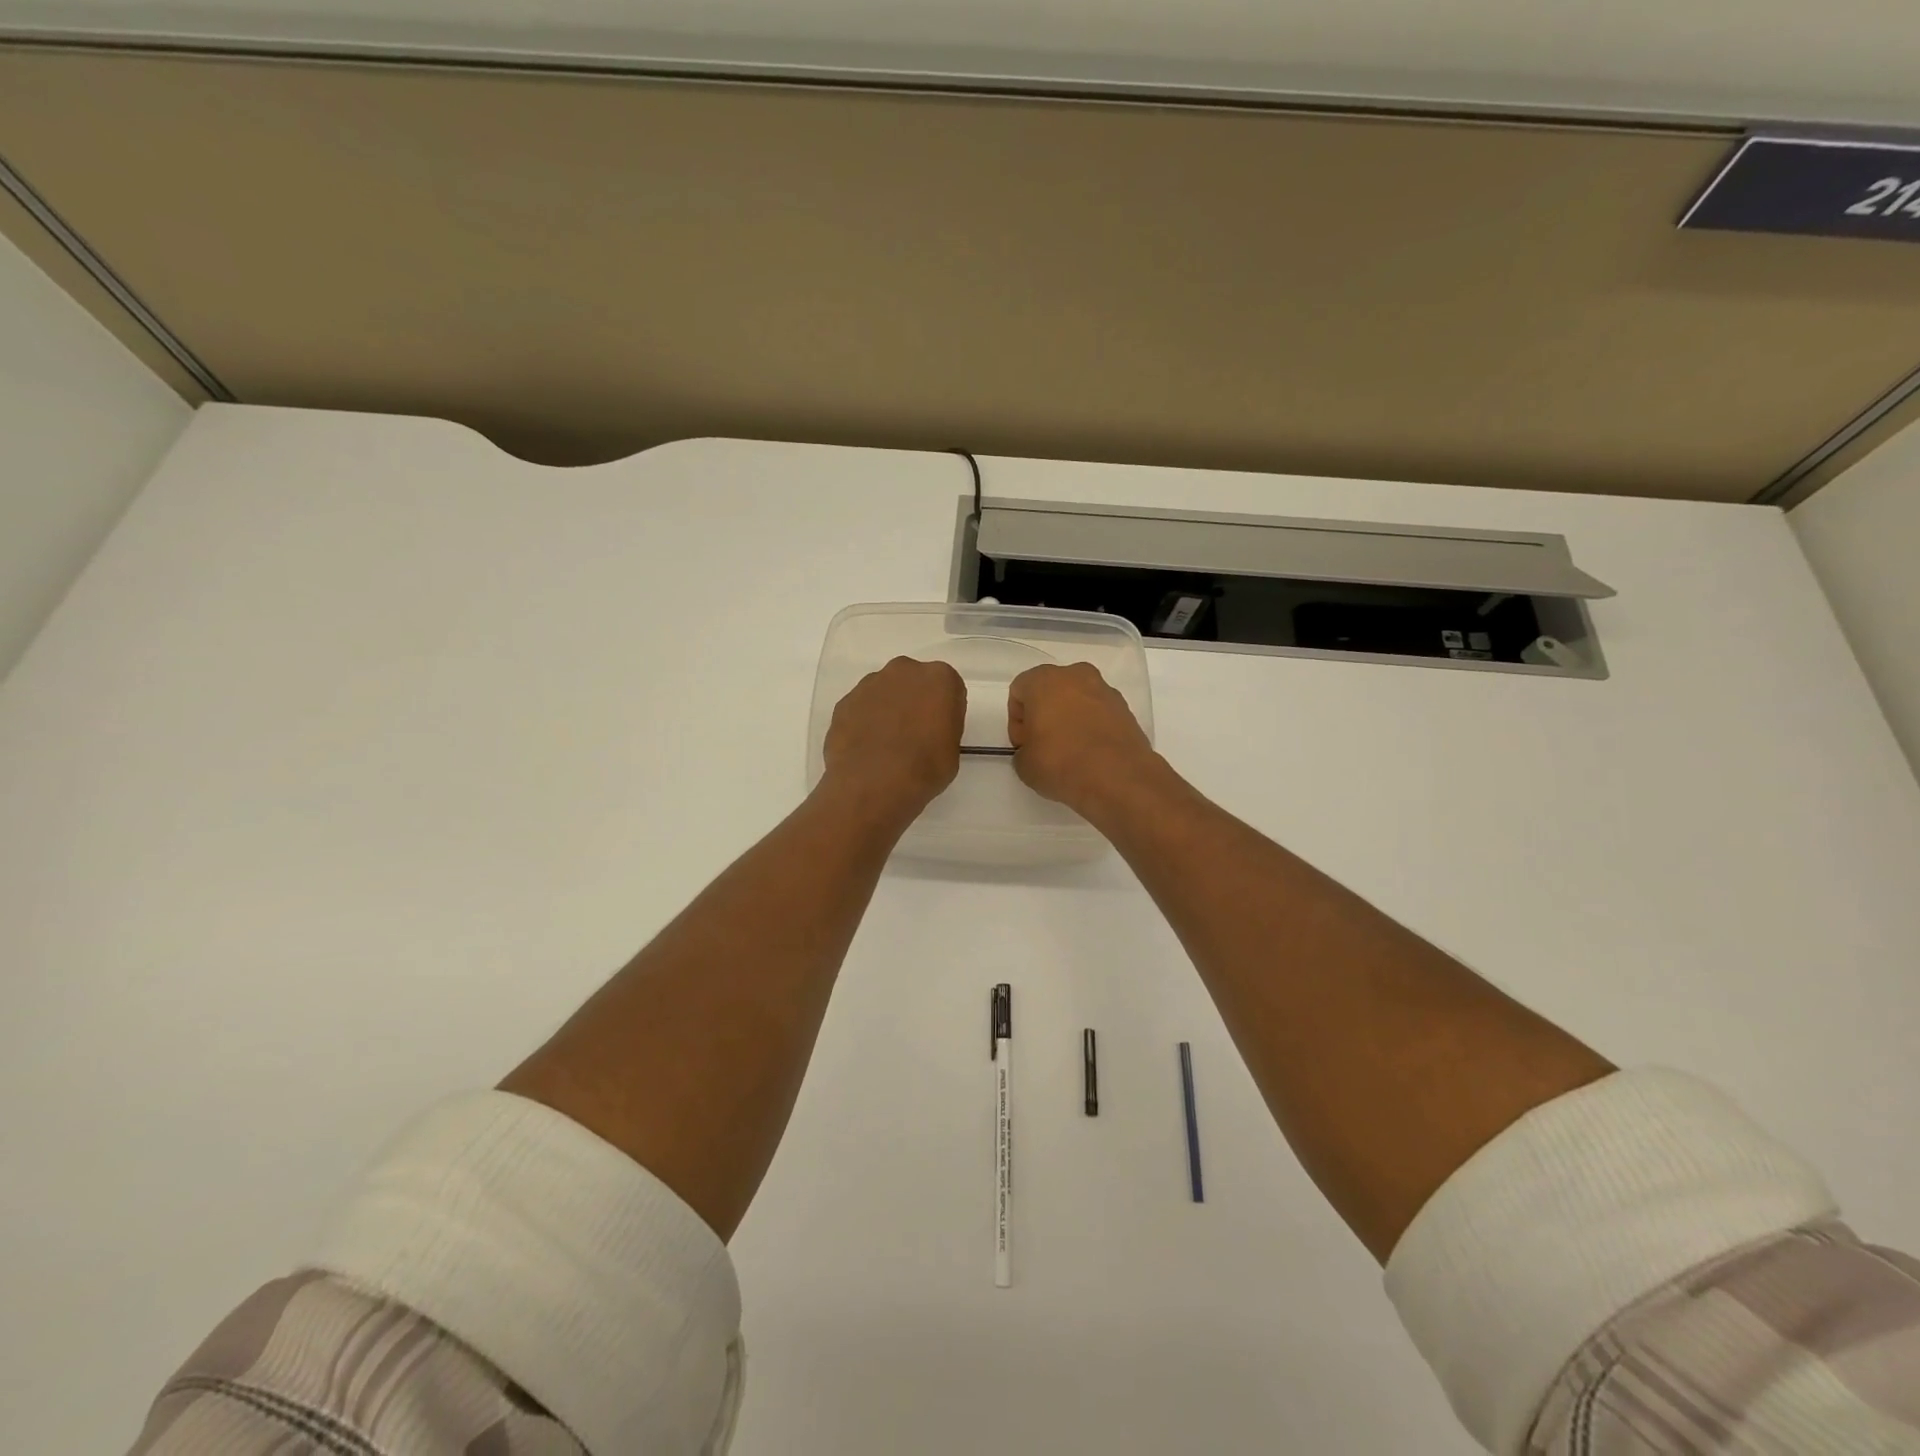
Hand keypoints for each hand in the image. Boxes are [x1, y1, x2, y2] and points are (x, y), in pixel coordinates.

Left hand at [822, 657, 965, 822]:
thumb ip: (943, 728)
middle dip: (913, 702)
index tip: (938, 732)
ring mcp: (869, 684)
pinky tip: (866, 749)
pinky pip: (861, 709)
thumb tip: (929, 731)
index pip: (948, 689)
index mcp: (939, 678)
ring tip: (885, 746)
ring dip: (887, 710)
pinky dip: (864, 723)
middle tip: (913, 735)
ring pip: (884, 693)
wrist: (873, 784)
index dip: (943, 712)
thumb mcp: (952, 750)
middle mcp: (904, 671)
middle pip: (913, 683)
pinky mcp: (844, 702)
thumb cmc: (924, 768)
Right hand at [1008, 662, 1160, 818]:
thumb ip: (1023, 750)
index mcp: (1045, 680)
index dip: (1017, 720)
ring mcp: (1105, 691)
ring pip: (1077, 700)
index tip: (1024, 744)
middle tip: (1043, 745)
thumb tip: (1034, 751)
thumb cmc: (1061, 762)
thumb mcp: (1024, 764)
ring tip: (1070, 752)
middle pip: (1050, 691)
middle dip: (1044, 714)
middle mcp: (1076, 676)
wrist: (1118, 778)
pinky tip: (1091, 754)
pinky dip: (1092, 728)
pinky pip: (1099, 714)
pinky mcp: (1126, 710)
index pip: (1019, 691)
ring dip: (1070, 719)